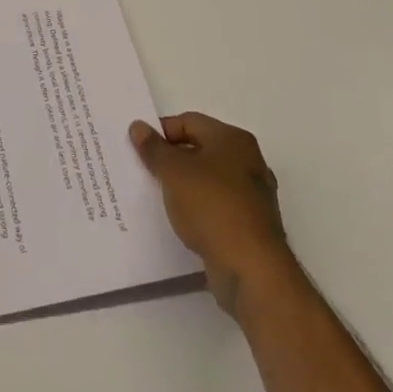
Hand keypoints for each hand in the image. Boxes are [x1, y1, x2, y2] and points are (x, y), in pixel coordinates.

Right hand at [130, 113, 291, 316]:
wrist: (252, 270)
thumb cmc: (212, 206)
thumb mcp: (173, 171)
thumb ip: (153, 148)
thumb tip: (139, 127)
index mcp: (233, 139)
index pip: (188, 122)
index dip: (161, 132)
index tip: (139, 148)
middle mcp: (248, 161)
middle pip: (200, 149)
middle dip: (172, 159)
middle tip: (145, 171)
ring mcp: (253, 195)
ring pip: (208, 180)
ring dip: (184, 186)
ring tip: (159, 197)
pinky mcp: (252, 225)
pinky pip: (217, 206)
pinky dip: (198, 209)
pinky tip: (181, 220)